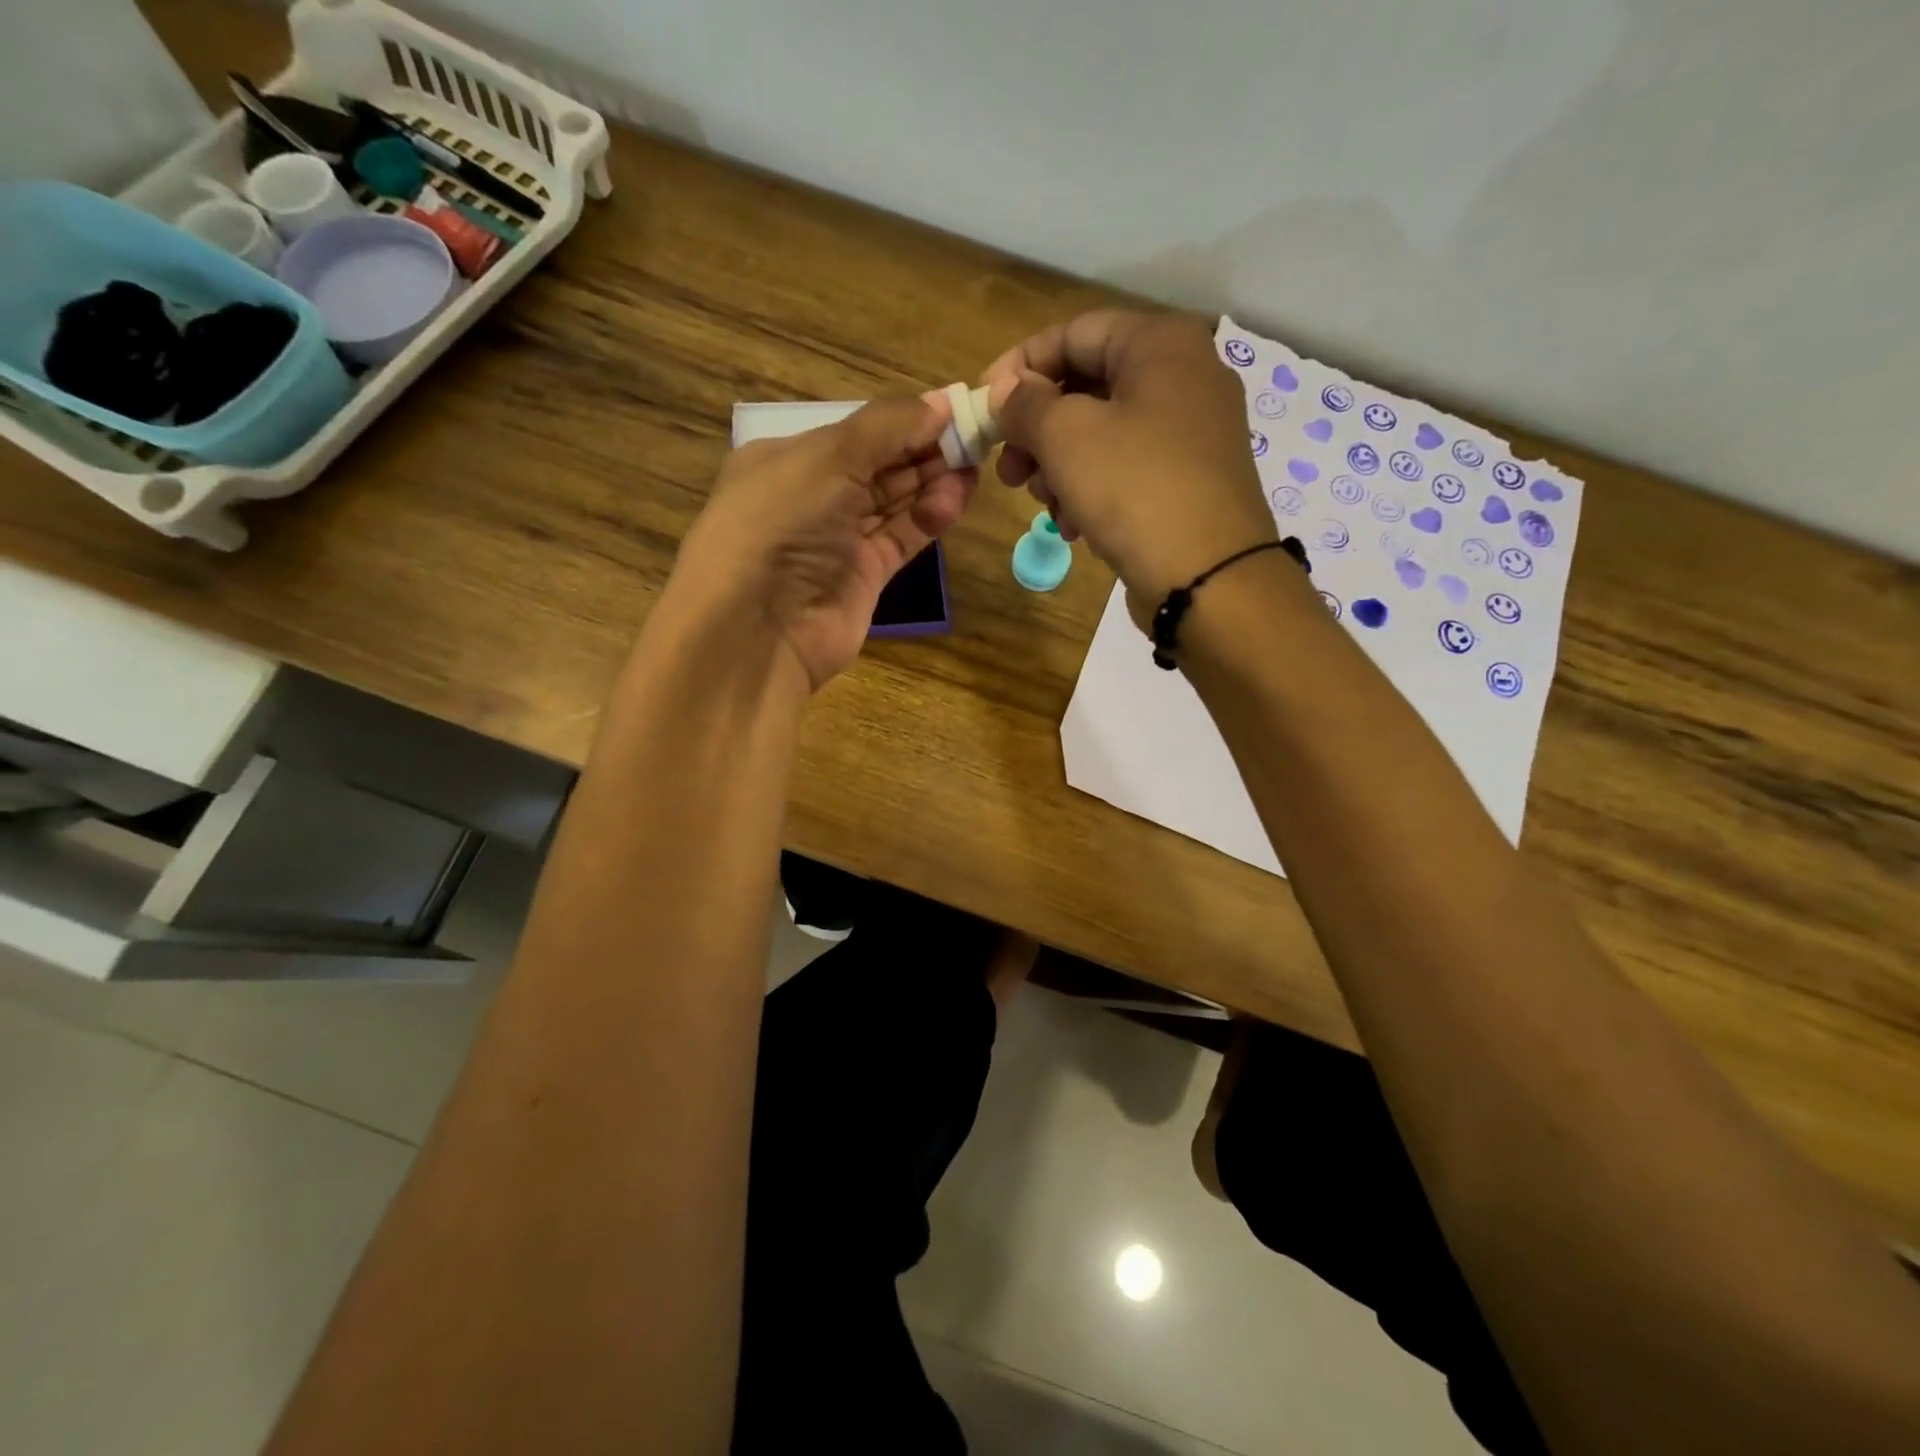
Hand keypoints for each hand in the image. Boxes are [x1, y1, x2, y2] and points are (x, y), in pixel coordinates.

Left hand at [664, 394, 976, 691]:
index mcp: (787, 459)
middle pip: (879, 464)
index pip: (855, 431)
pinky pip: (902, 538)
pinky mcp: (863, 577)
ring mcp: (838, 540)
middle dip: (923, 449)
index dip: (903, 419)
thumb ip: (886, 427)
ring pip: (894, 501)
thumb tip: (940, 402)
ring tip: (973, 467)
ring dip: (931, 481)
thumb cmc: (780, 525)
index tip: (952, 409)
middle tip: (974, 437)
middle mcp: (811, 497)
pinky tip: (955, 499)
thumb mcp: (826, 459)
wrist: (758, 631)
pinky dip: (928, 518)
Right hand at [982, 310, 1277, 616]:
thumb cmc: (1135, 489)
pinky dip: (1092, 489)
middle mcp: (1184, 376)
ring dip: (1059, 467)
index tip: (983, 408)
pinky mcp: (1191, 480)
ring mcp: (1192, 432)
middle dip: (1037, 431)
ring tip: (1043, 504)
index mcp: (1160, 344)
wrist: (1210, 577)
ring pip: (1103, 434)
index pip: (1072, 334)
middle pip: (1087, 387)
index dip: (1018, 368)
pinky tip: (1074, 526)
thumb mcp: (1066, 436)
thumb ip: (1025, 403)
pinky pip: (1127, 468)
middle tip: (1008, 472)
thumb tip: (1006, 390)